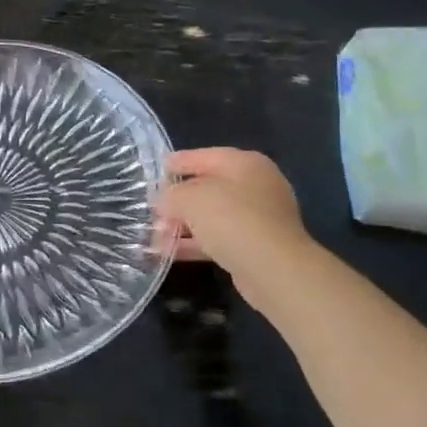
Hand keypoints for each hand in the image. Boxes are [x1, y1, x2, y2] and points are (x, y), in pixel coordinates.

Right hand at [157, 148, 312, 286]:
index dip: (179, 162)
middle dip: (178, 199)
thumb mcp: (191, 199)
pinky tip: (169, 252)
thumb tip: (164, 201)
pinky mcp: (255, 246)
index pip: (205, 156)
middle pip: (208, 187)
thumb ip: (171, 195)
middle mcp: (255, 186)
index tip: (156, 169)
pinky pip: (218, 238)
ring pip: (212, 216)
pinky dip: (195, 243)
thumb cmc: (233, 220)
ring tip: (155, 235)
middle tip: (152, 208)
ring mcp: (258, 217)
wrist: (274, 270)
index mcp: (245, 164)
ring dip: (183, 224)